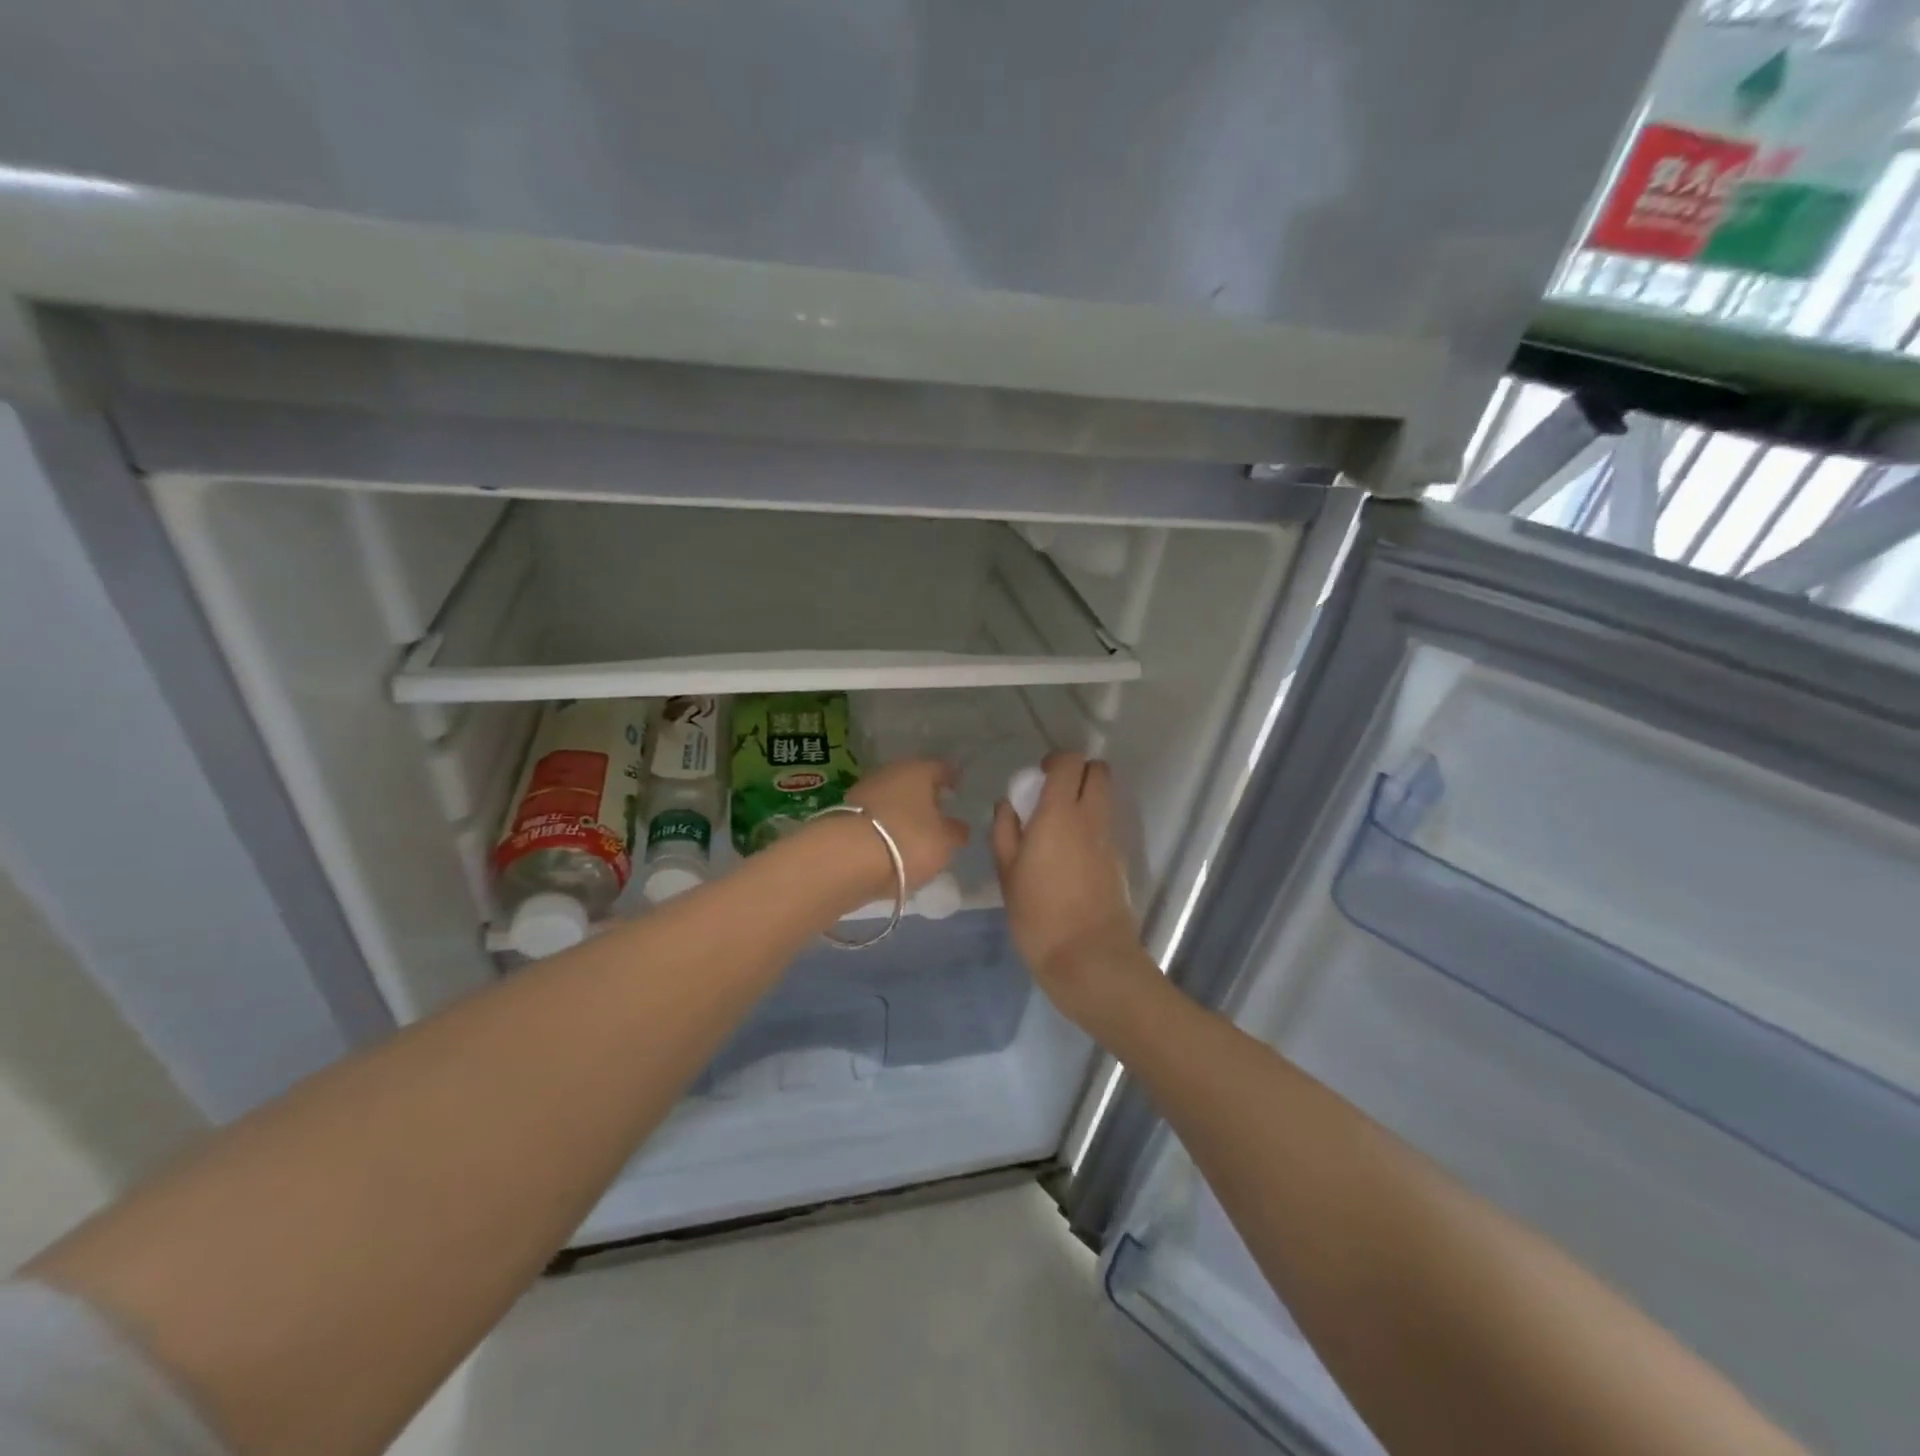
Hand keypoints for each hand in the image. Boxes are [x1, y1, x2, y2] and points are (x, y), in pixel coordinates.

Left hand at [836, 758, 969, 897]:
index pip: (941, 768)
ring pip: (890, 797)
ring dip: (901, 811)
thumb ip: (955, 832)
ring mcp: (862, 791)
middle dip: (923, 795)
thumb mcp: (944, 842)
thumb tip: (958, 826)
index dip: (951, 778)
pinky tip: (889, 843)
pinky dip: (883, 826)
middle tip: (937, 813)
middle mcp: (889, 772)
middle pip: (912, 781)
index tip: (958, 789)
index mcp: (918, 770)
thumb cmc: (907, 841)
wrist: (845, 858)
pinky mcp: (843, 814)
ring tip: (913, 832)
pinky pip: (873, 817)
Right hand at [991, 752, 1149, 1030]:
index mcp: (1060, 813)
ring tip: (1058, 826)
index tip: (1038, 777)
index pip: (1069, 762)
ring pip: (1105, 798)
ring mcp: (1110, 838)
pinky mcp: (1120, 860)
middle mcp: (1091, 817)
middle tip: (1052, 795)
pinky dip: (1092, 824)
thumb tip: (1008, 806)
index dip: (1055, 761)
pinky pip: (1106, 825)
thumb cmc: (1038, 915)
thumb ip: (1005, 831)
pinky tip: (1070, 854)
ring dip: (1086, 798)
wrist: (1089, 958)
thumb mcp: (1007, 874)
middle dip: (1078, 772)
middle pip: (1098, 771)